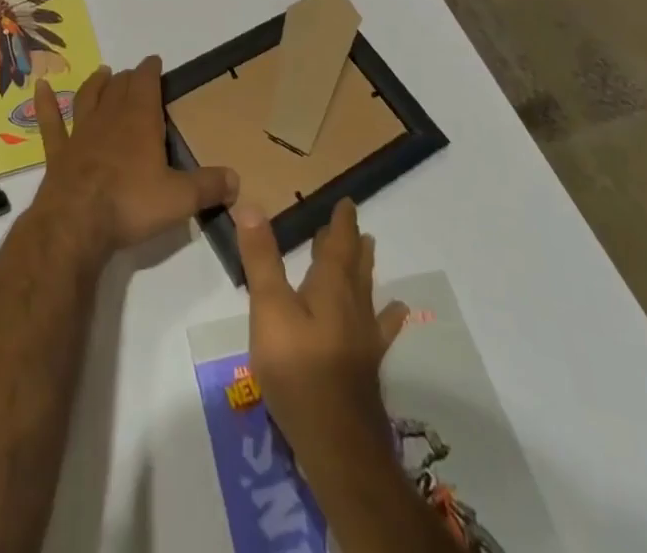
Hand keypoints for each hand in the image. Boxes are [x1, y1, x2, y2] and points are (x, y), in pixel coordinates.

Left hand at [32, 56, 237, 259]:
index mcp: (140, 121)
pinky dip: (45, 104)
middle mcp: (109, 118)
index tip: (155, 61)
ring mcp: (80, 133)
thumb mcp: (180, 199)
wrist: (76, 222)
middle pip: (119, 88)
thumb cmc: (131, 204)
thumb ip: (208, 187)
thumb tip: (237, 180)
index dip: (151, 70)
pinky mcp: (58, 153)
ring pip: (88, 98)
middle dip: (129, 78)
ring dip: (96, 84)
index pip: (146, 84)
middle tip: (135, 74)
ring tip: (103, 73)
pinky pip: (50, 122)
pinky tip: (39, 88)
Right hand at [237, 197, 407, 461]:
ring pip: (366, 292)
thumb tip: (251, 205)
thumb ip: (260, 259)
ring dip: (364, 269)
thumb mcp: (269, 309)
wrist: (338, 445)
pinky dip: (386, 315)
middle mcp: (352, 306)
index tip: (347, 202)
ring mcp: (363, 339)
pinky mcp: (365, 368)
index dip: (341, 223)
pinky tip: (396, 314)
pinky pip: (378, 328)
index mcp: (330, 287)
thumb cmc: (298, 370)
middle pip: (354, 266)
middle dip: (351, 242)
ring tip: (370, 251)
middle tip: (353, 224)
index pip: (338, 244)